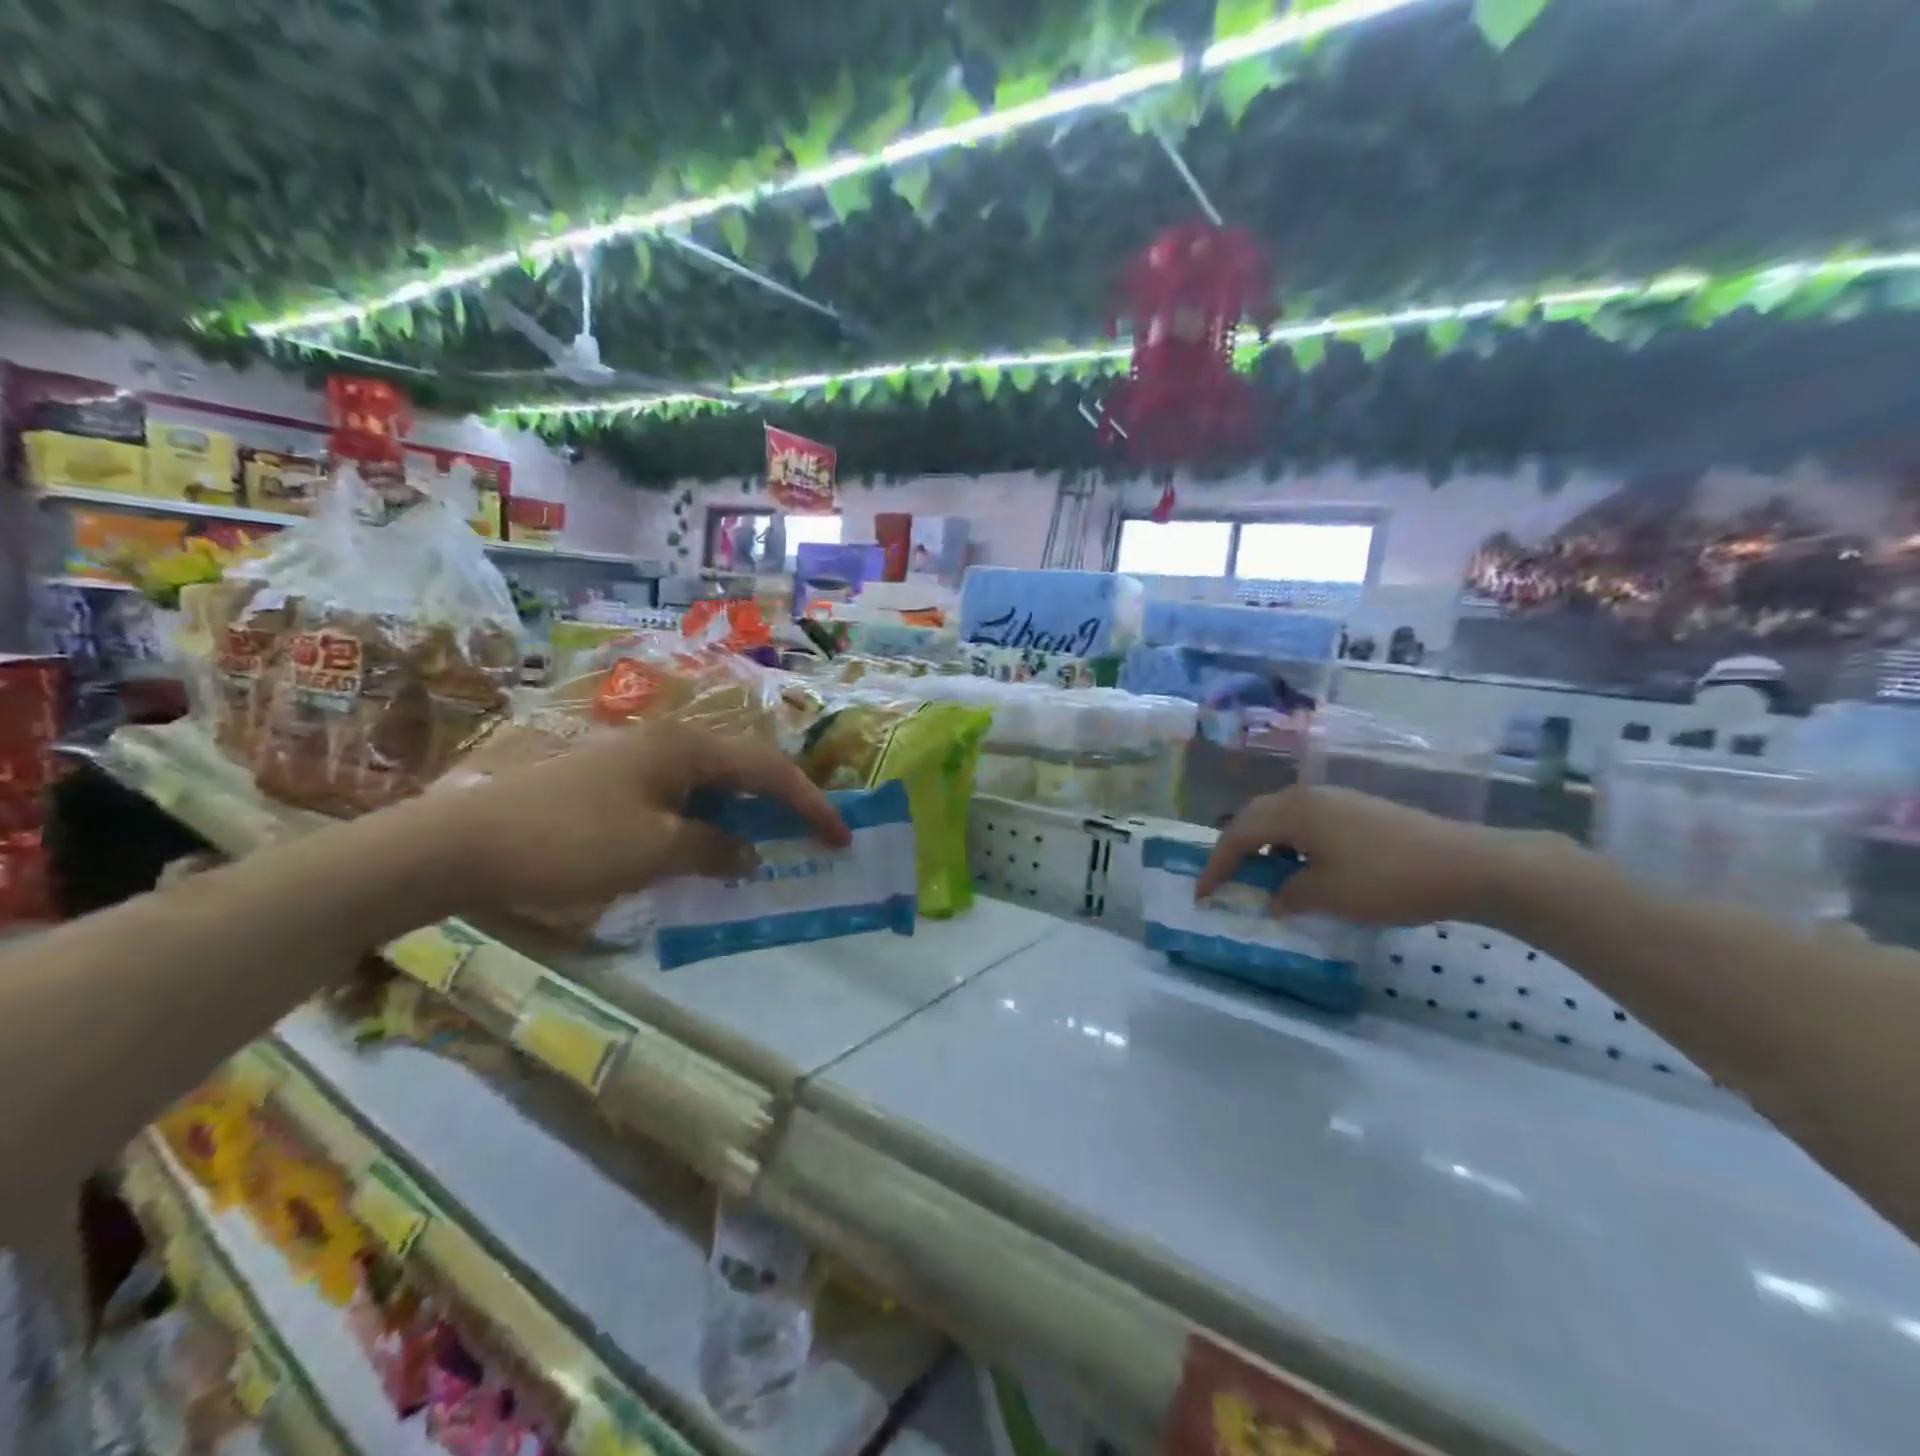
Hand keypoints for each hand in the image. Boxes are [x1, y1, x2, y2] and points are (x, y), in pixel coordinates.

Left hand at [432, 722, 849, 911]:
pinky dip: (707, 823)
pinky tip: (706, 849)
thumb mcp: (654, 851)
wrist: (462, 845)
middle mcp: (668, 743)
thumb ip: (713, 849)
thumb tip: (749, 854)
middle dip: (782, 803)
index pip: (769, 771)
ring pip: (712, 784)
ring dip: (744, 814)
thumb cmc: (570, 841)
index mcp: (686, 748)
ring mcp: (638, 760)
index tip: (840, 836)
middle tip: (811, 837)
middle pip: (745, 769)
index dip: (810, 804)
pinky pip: (682, 798)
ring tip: (768, 846)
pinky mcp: (615, 782)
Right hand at [1195, 785, 1520, 926]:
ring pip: (1282, 817)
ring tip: (1261, 874)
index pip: (1238, 835)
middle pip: (1255, 817)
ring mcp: (1337, 800)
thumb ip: (1288, 894)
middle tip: (1225, 878)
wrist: (1468, 865)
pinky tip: (1305, 867)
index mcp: (1292, 812)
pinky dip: (1292, 843)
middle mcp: (1308, 797)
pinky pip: (1307, 821)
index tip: (1202, 895)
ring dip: (1265, 844)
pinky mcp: (1359, 810)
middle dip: (1235, 848)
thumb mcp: (1327, 895)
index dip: (1216, 866)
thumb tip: (1273, 897)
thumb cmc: (1386, 879)